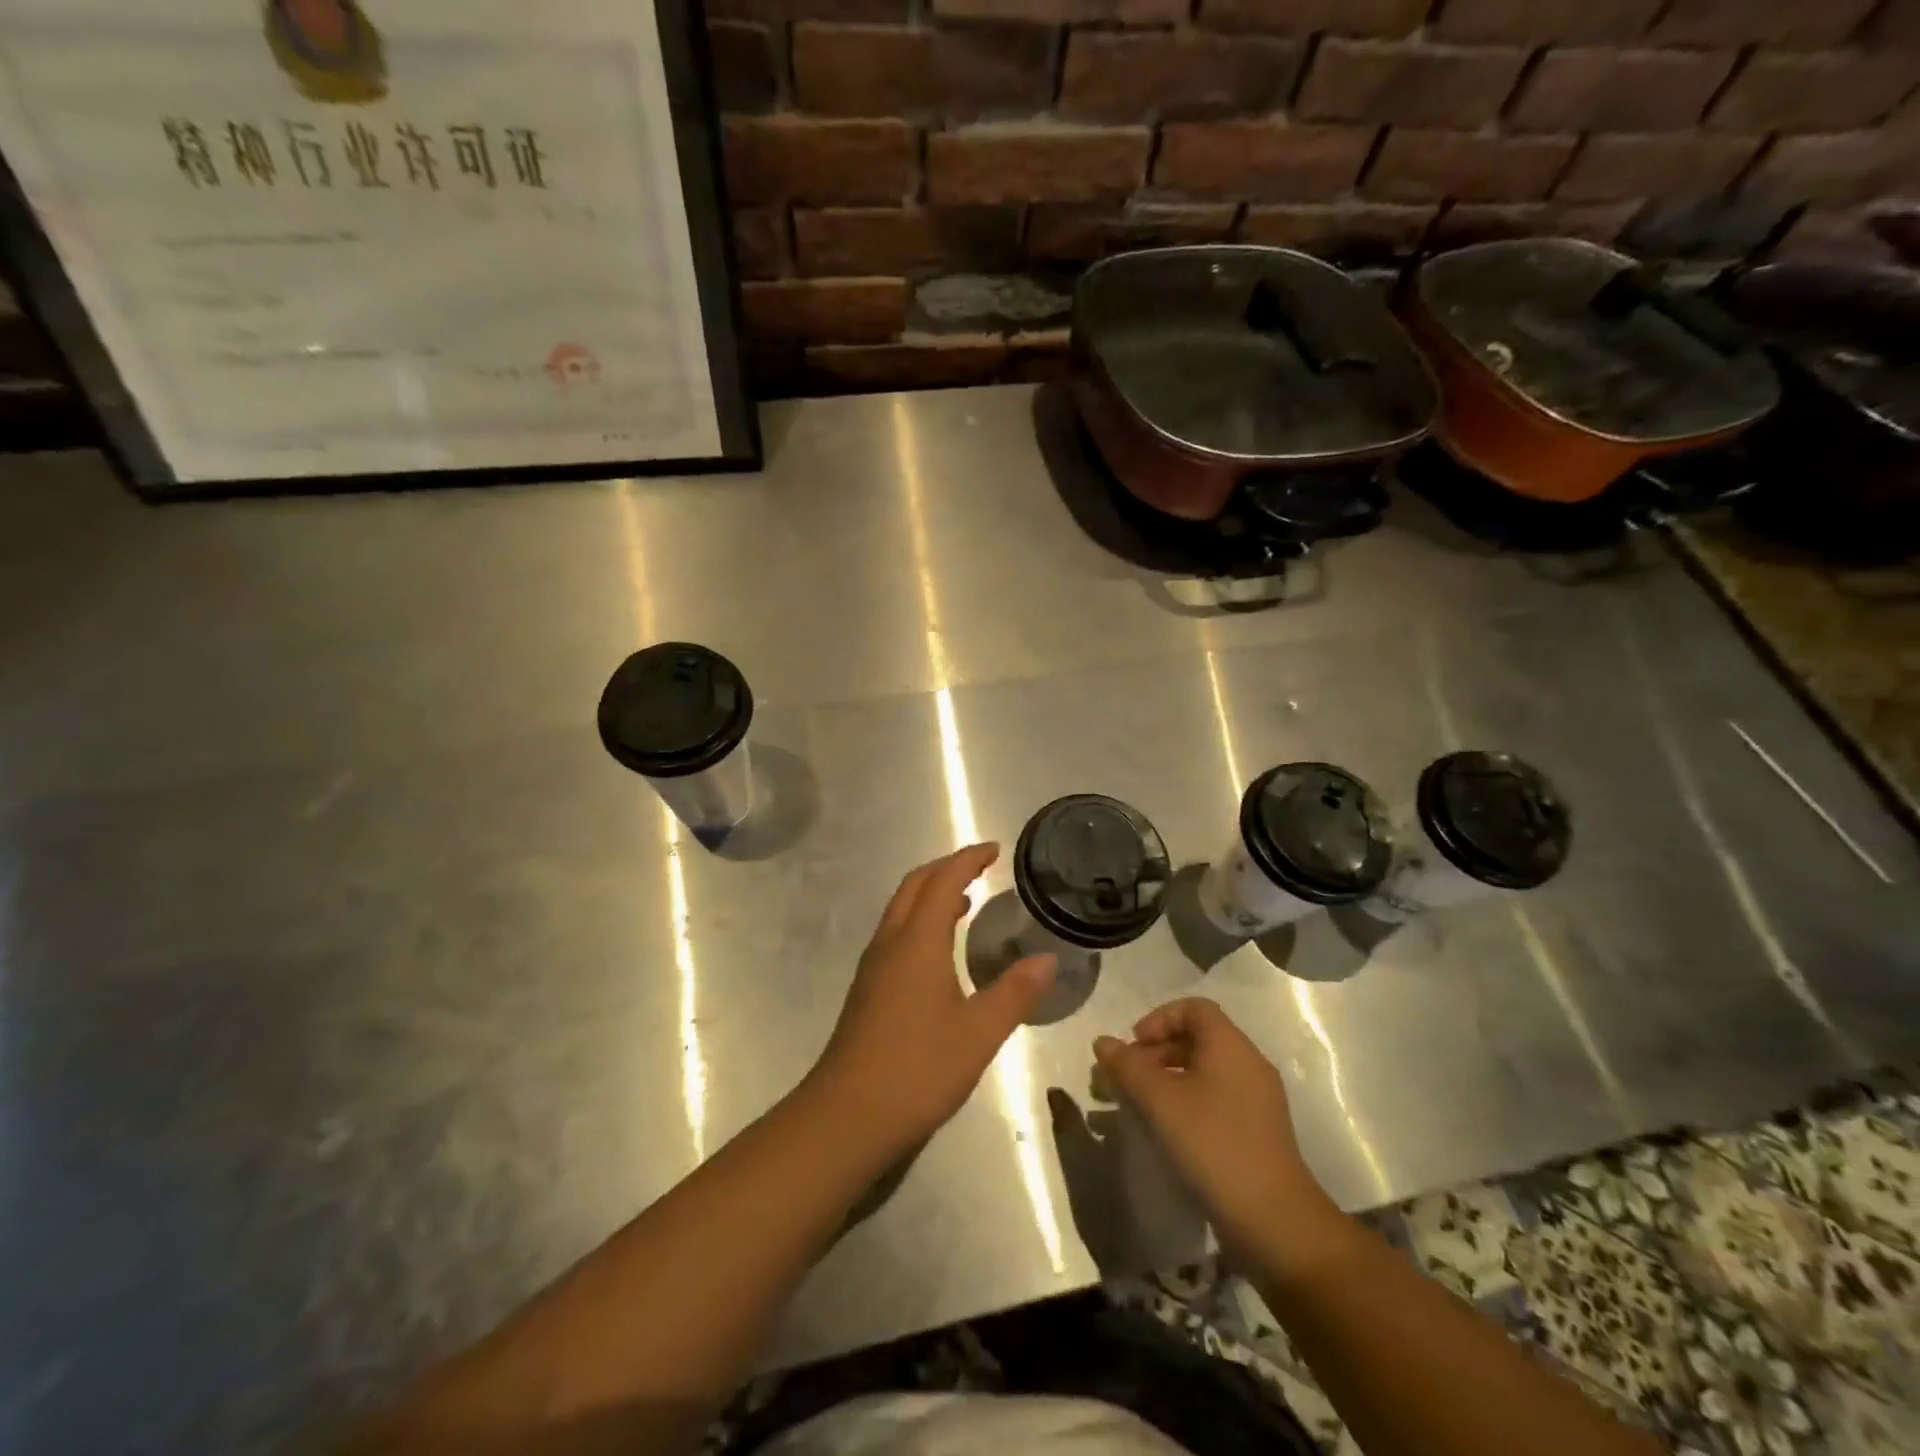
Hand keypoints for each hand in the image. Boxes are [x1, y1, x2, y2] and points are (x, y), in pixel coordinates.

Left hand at [811, 844, 1054, 1158]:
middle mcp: (890, 943)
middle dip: (946, 868)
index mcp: (917, 942)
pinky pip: (896, 934)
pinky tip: (939, 951)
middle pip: (914, 886)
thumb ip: (1015, 992)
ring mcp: (874, 966)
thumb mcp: (979, 1033)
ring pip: (901, 910)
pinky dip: (920, 921)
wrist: (847, 1115)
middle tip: (980, 867)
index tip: (994, 849)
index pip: (943, 881)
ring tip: (965, 901)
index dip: (968, 859)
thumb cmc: (918, 1068)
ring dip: (931, 894)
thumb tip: (1048, 959)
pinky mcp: (867, 990)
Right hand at [1094, 999, 1344, 1269]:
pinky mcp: (1256, 1132)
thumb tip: (1103, 1042)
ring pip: (1204, 1072)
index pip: (1193, 1008)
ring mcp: (1256, 1100)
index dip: (1158, 1019)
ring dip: (1166, 1081)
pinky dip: (1186, 1104)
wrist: (1274, 1221)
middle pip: (1197, 1039)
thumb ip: (1128, 1066)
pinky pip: (1215, 1100)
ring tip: (1137, 1107)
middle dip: (1155, 1053)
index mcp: (1230, 1046)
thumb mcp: (1159, 1101)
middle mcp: (1248, 1064)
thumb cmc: (1213, 1145)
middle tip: (1126, 1080)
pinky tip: (1166, 1132)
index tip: (1134, 1047)